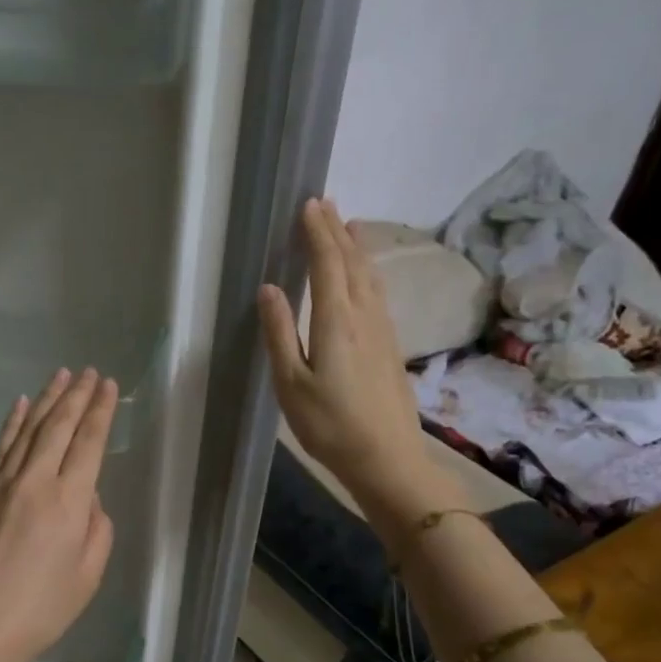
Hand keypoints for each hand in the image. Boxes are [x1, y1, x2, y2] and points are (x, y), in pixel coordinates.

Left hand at [0, 367, 118, 661]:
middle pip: (57, 427)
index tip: (109, 386)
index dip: (100, 411)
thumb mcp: (87, 577)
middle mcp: (33, 483)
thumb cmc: (38, 612)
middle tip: (90, 372)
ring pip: (26, 431)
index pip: (88, 443)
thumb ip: (97, 529)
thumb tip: (87, 497)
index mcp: (68, 503)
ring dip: (46, 400)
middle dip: (76, 395)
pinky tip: (20, 406)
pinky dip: (11, 424)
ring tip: (61, 375)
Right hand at [258, 197, 463, 527]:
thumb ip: (280, 333)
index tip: (309, 205)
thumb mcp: (291, 383)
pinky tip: (365, 276)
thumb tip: (269, 289)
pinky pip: (378, 292)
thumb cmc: (330, 425)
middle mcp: (365, 316)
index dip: (318, 233)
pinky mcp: (391, 345)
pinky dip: (367, 271)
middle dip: (337, 231)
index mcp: (337, 321)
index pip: (328, 264)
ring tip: (347, 226)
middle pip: (353, 262)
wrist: (386, 458)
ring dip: (356, 247)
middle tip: (325, 203)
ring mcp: (383, 330)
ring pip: (370, 276)